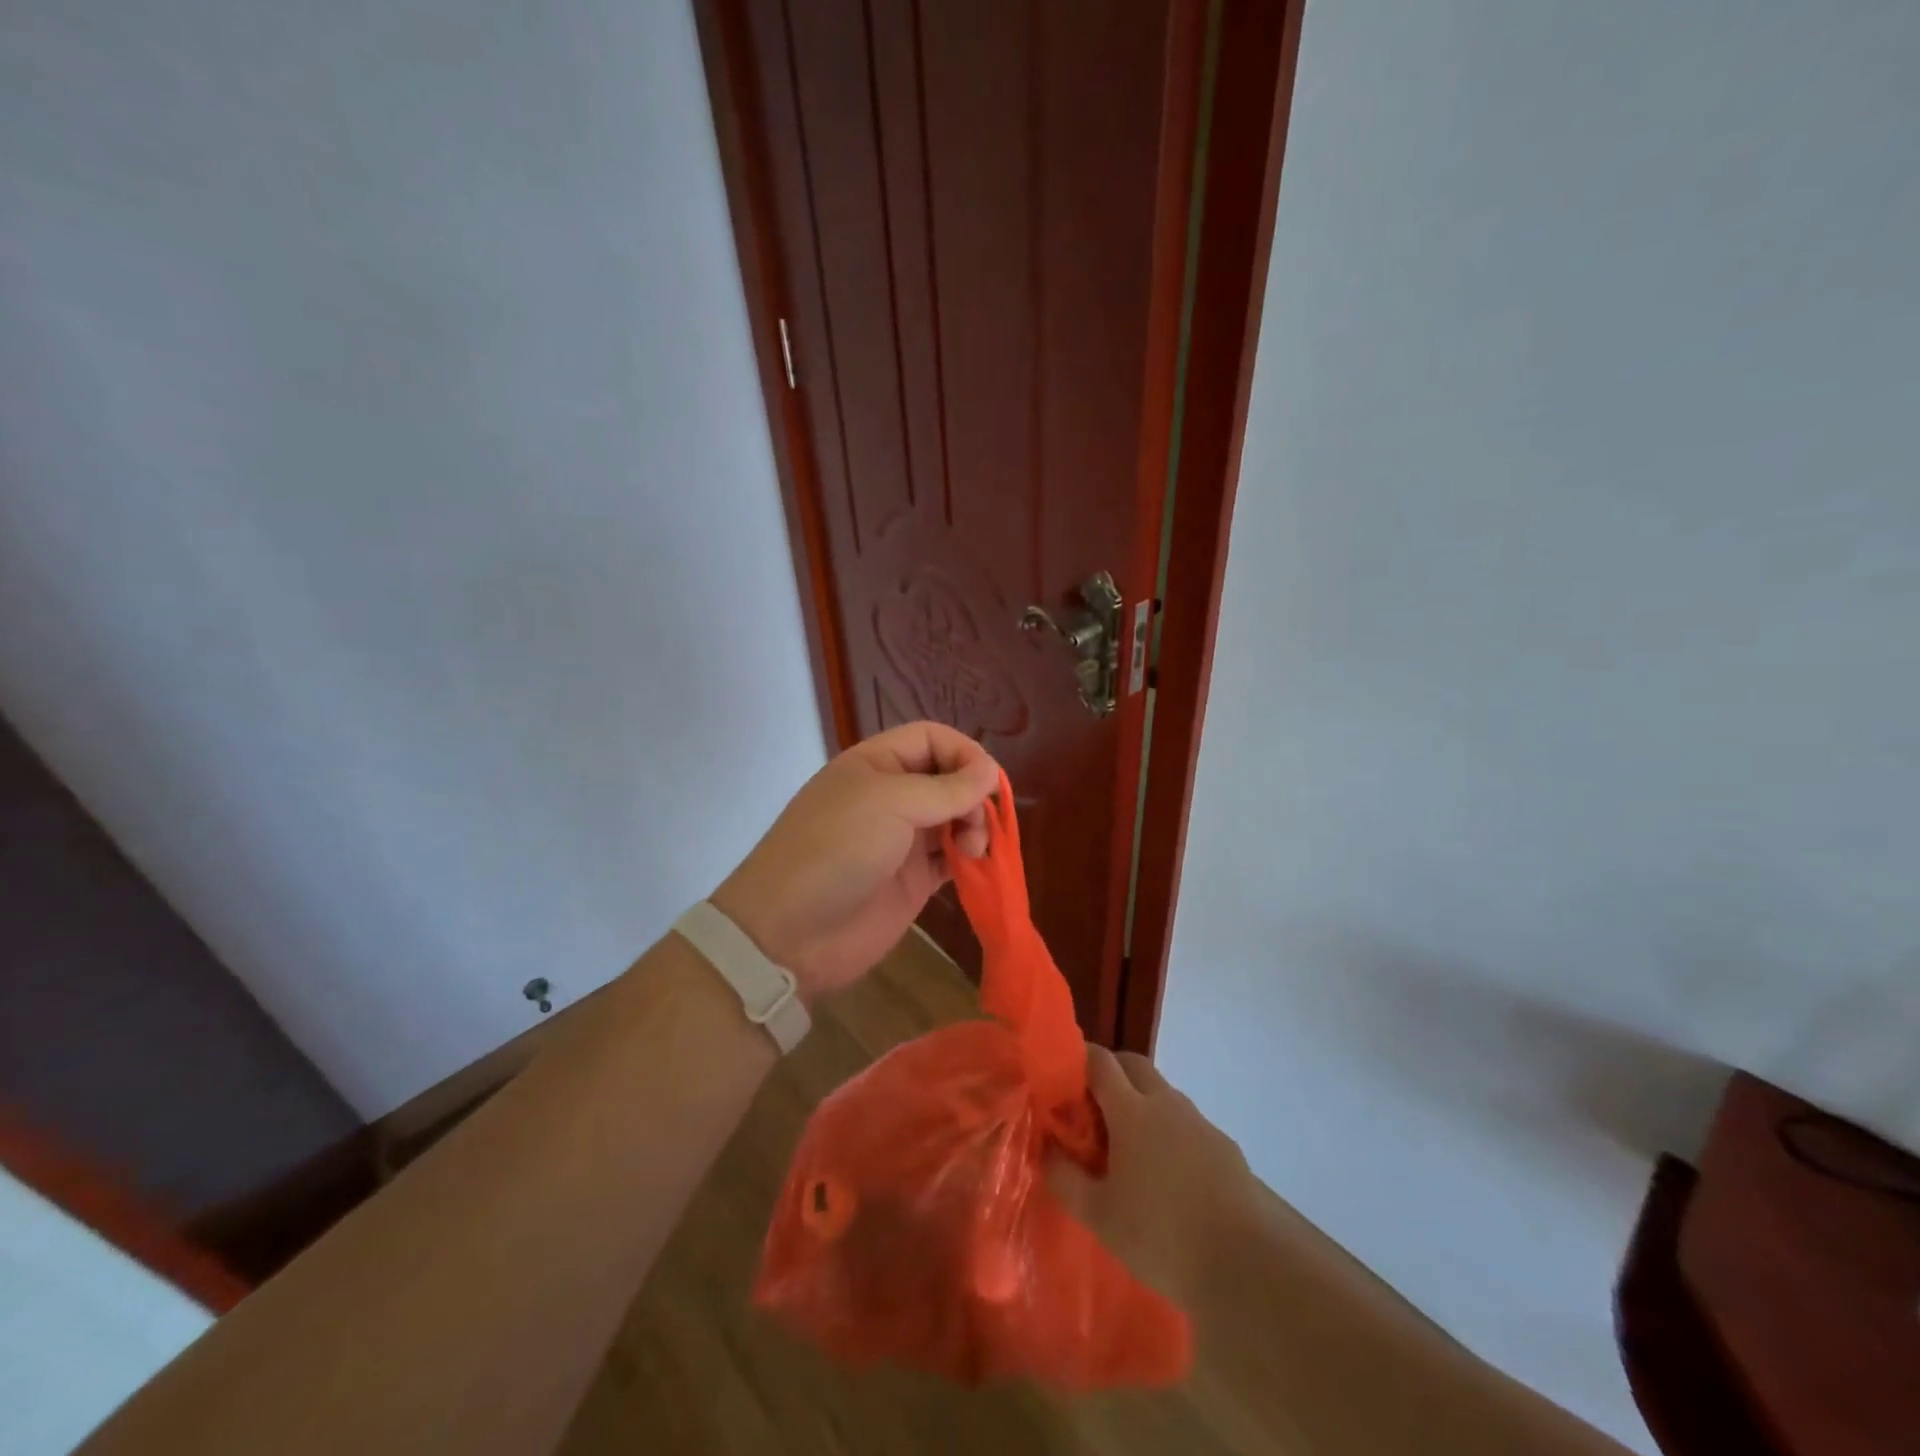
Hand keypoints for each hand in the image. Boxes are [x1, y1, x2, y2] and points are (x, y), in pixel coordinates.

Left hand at [710, 722, 999, 1003]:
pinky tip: (978, 866)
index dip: (963, 752)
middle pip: (947, 778)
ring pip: (954, 818)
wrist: (791, 933)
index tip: (987, 781)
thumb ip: (947, 787)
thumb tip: (992, 771)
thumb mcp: (890, 803)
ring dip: (973, 827)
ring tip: (974, 849)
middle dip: (971, 793)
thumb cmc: (837, 849)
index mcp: (875, 764)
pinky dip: (970, 858)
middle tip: (978, 822)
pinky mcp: (912, 880)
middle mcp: (890, 796)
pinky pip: (951, 858)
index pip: (930, 739)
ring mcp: (902, 840)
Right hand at [1050, 1046, 1256, 1305]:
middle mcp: (1166, 1103)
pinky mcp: (1224, 1146)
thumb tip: (1045, 1149)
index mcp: (1131, 1110)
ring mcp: (1199, 1122)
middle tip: (1091, 1108)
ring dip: (1140, 1101)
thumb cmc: (1162, 1237)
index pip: (1099, 1061)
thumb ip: (1065, 1178)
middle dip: (1110, 1072)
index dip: (1078, 1059)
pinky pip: (1186, 1122)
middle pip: (1133, 1064)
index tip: (1061, 1077)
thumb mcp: (1099, 1216)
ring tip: (1127, 1146)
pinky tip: (1166, 1174)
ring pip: (1162, 1092)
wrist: (1246, 1265)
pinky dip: (1168, 1130)